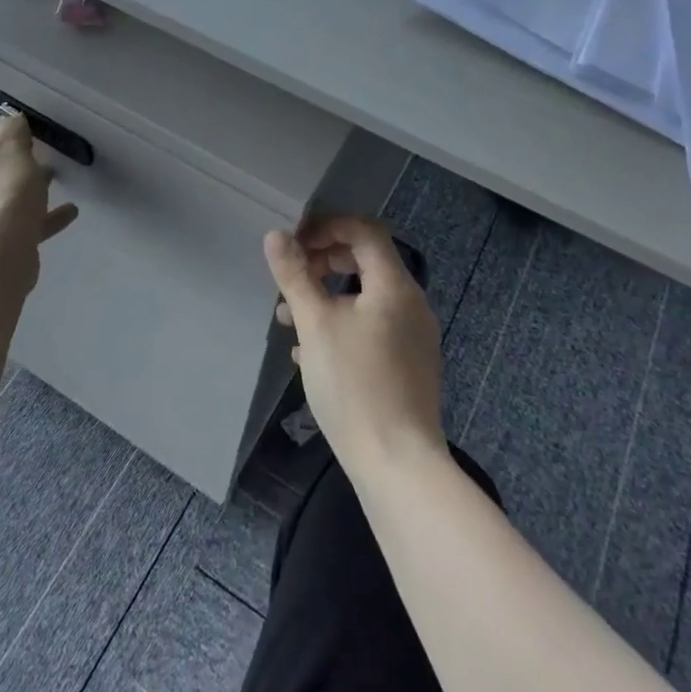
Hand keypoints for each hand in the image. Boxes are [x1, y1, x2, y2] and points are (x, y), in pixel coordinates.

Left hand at [0, 112, 78, 292]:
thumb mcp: (13, 148)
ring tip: (56, 182)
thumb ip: (14, 129)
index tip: (25, 136)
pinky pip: (17, 222)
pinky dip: (40, 216)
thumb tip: (11, 122)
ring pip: (1, 195)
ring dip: (27, 188)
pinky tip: (69, 212)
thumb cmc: (2, 189)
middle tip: (40, 158)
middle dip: (14, 162)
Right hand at [265, 216, 444, 480]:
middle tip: (291, 280)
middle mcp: (411, 304)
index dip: (327, 227)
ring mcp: (414, 337)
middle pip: (366, 261)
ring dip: (327, 297)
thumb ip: (295, 275)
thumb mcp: (314, 324)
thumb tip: (276, 235)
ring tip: (290, 319)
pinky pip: (373, 327)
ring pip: (366, 297)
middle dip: (323, 263)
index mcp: (395, 285)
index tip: (293, 244)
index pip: (364, 230)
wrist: (397, 464)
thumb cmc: (354, 385)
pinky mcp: (409, 365)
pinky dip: (342, 324)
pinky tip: (310, 353)